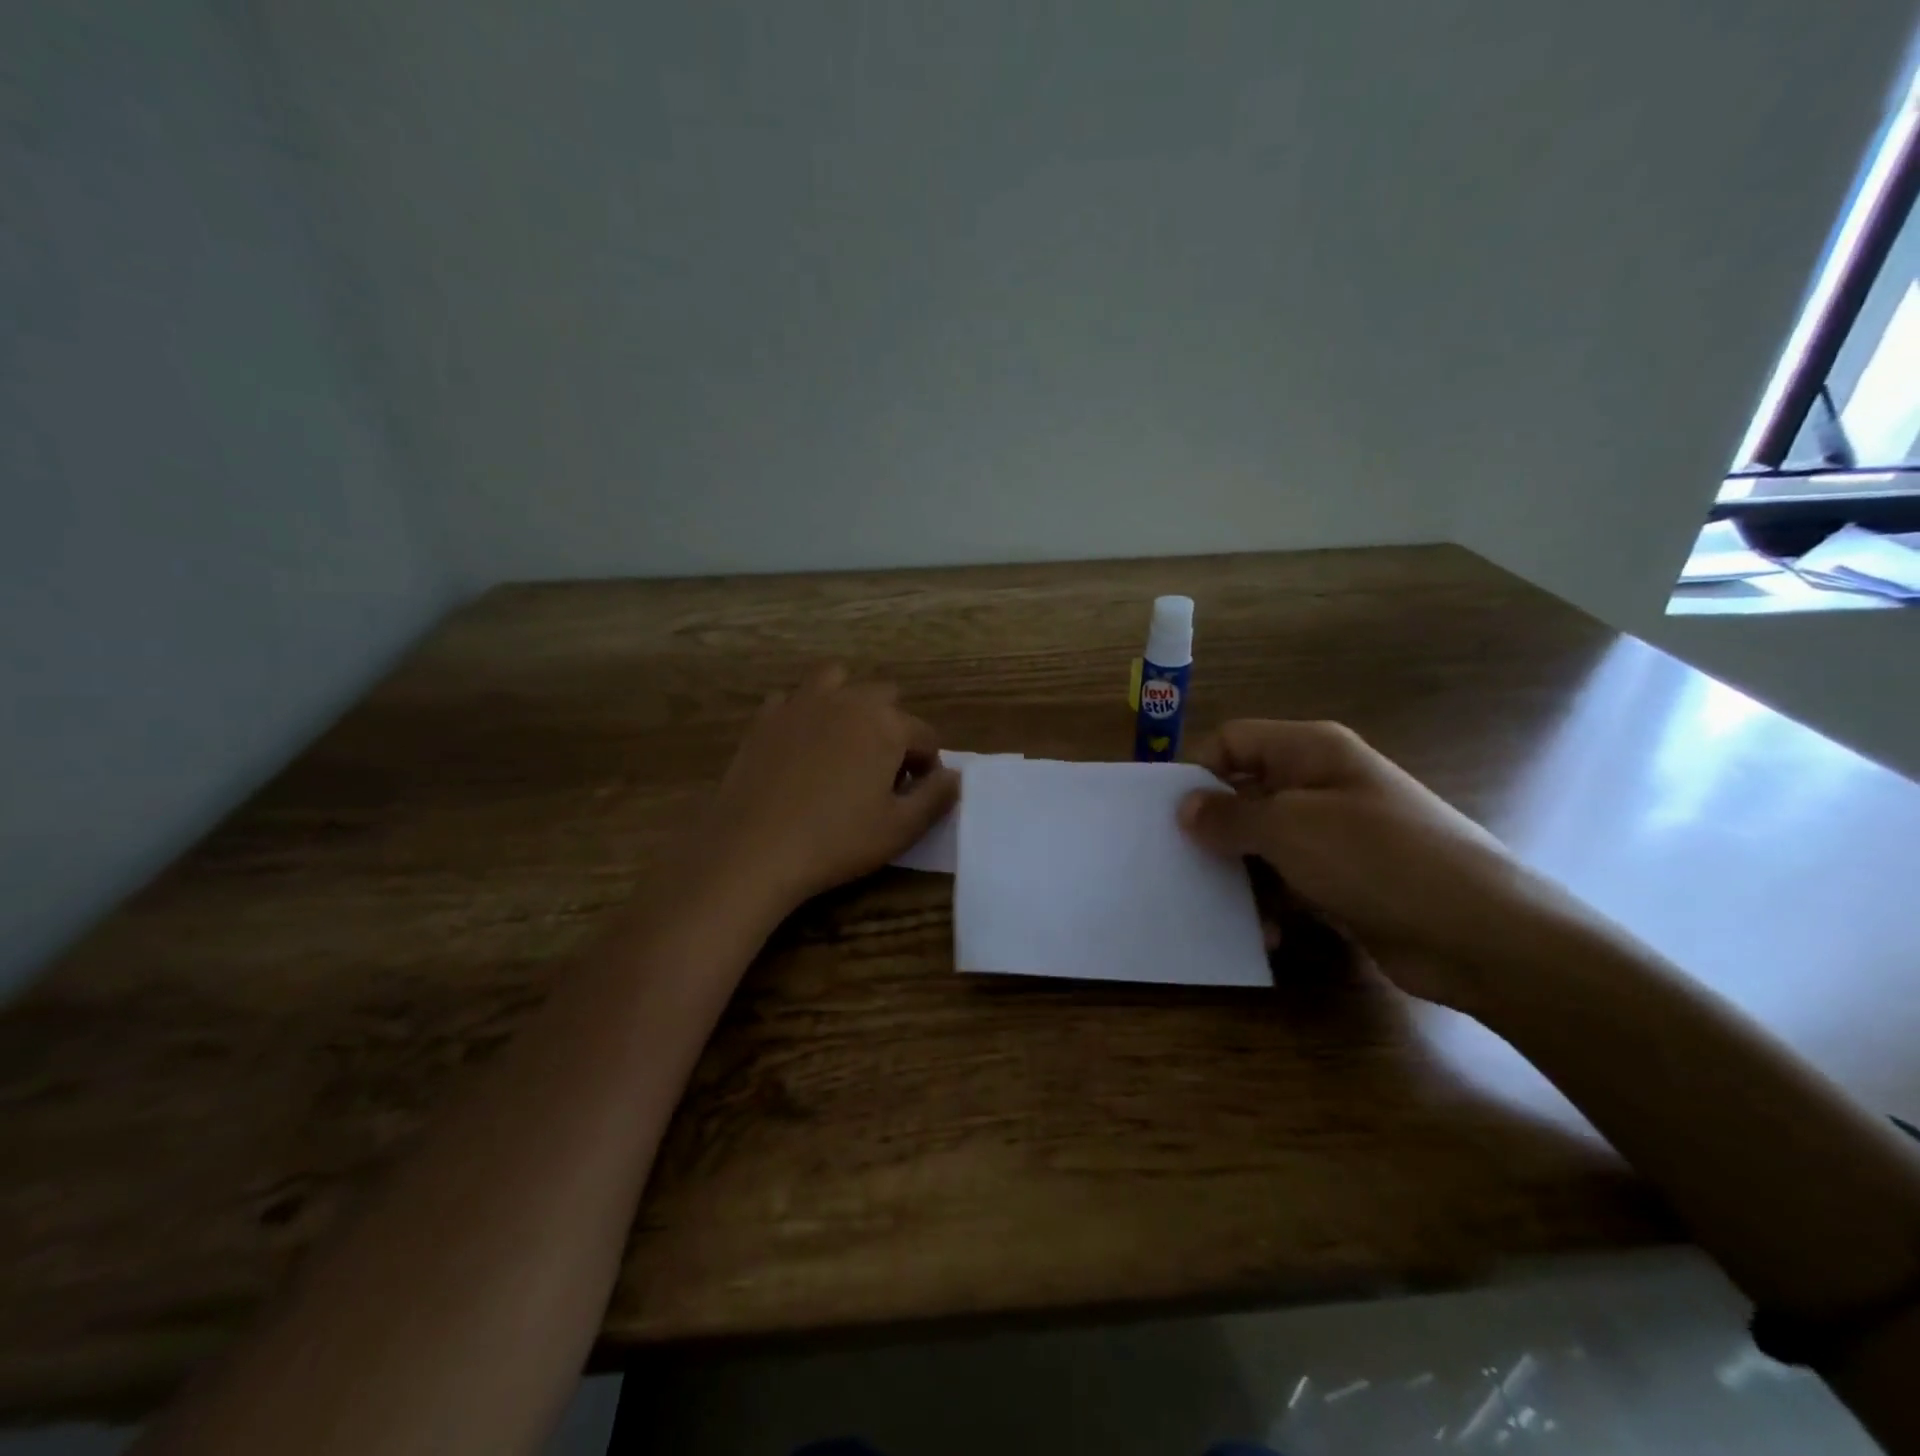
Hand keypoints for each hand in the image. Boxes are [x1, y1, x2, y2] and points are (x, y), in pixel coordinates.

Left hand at [704, 665, 959, 909]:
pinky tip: (800, 745)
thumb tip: (954, 776)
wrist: (754, 848)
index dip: (926, 766)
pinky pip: (793, 699)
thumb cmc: (836, 841)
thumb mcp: (901, 829)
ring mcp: (802, 703)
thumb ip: (936, 798)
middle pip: (885, 698)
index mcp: (886, 724)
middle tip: (880, 771)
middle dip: (891, 728)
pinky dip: (803, 713)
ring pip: (837, 680)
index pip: (924, 736)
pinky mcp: (766, 717)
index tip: (913, 794)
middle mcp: (847, 700)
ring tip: (843, 741)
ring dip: (849, 702)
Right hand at [1178, 720, 1566, 1011]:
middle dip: (1214, 829)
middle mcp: (1320, 784)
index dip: (1198, 771)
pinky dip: (1272, 903)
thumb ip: (1229, 815)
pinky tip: (1267, 934)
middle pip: (1245, 793)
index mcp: (1309, 750)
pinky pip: (1290, 881)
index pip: (1232, 741)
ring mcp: (1336, 834)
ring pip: (1263, 843)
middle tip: (1179, 863)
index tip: (1168, 815)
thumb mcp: (1290, 828)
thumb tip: (1184, 806)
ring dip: (1240, 874)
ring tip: (1220, 907)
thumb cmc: (1377, 859)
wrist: (1480, 934)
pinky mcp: (1346, 880)